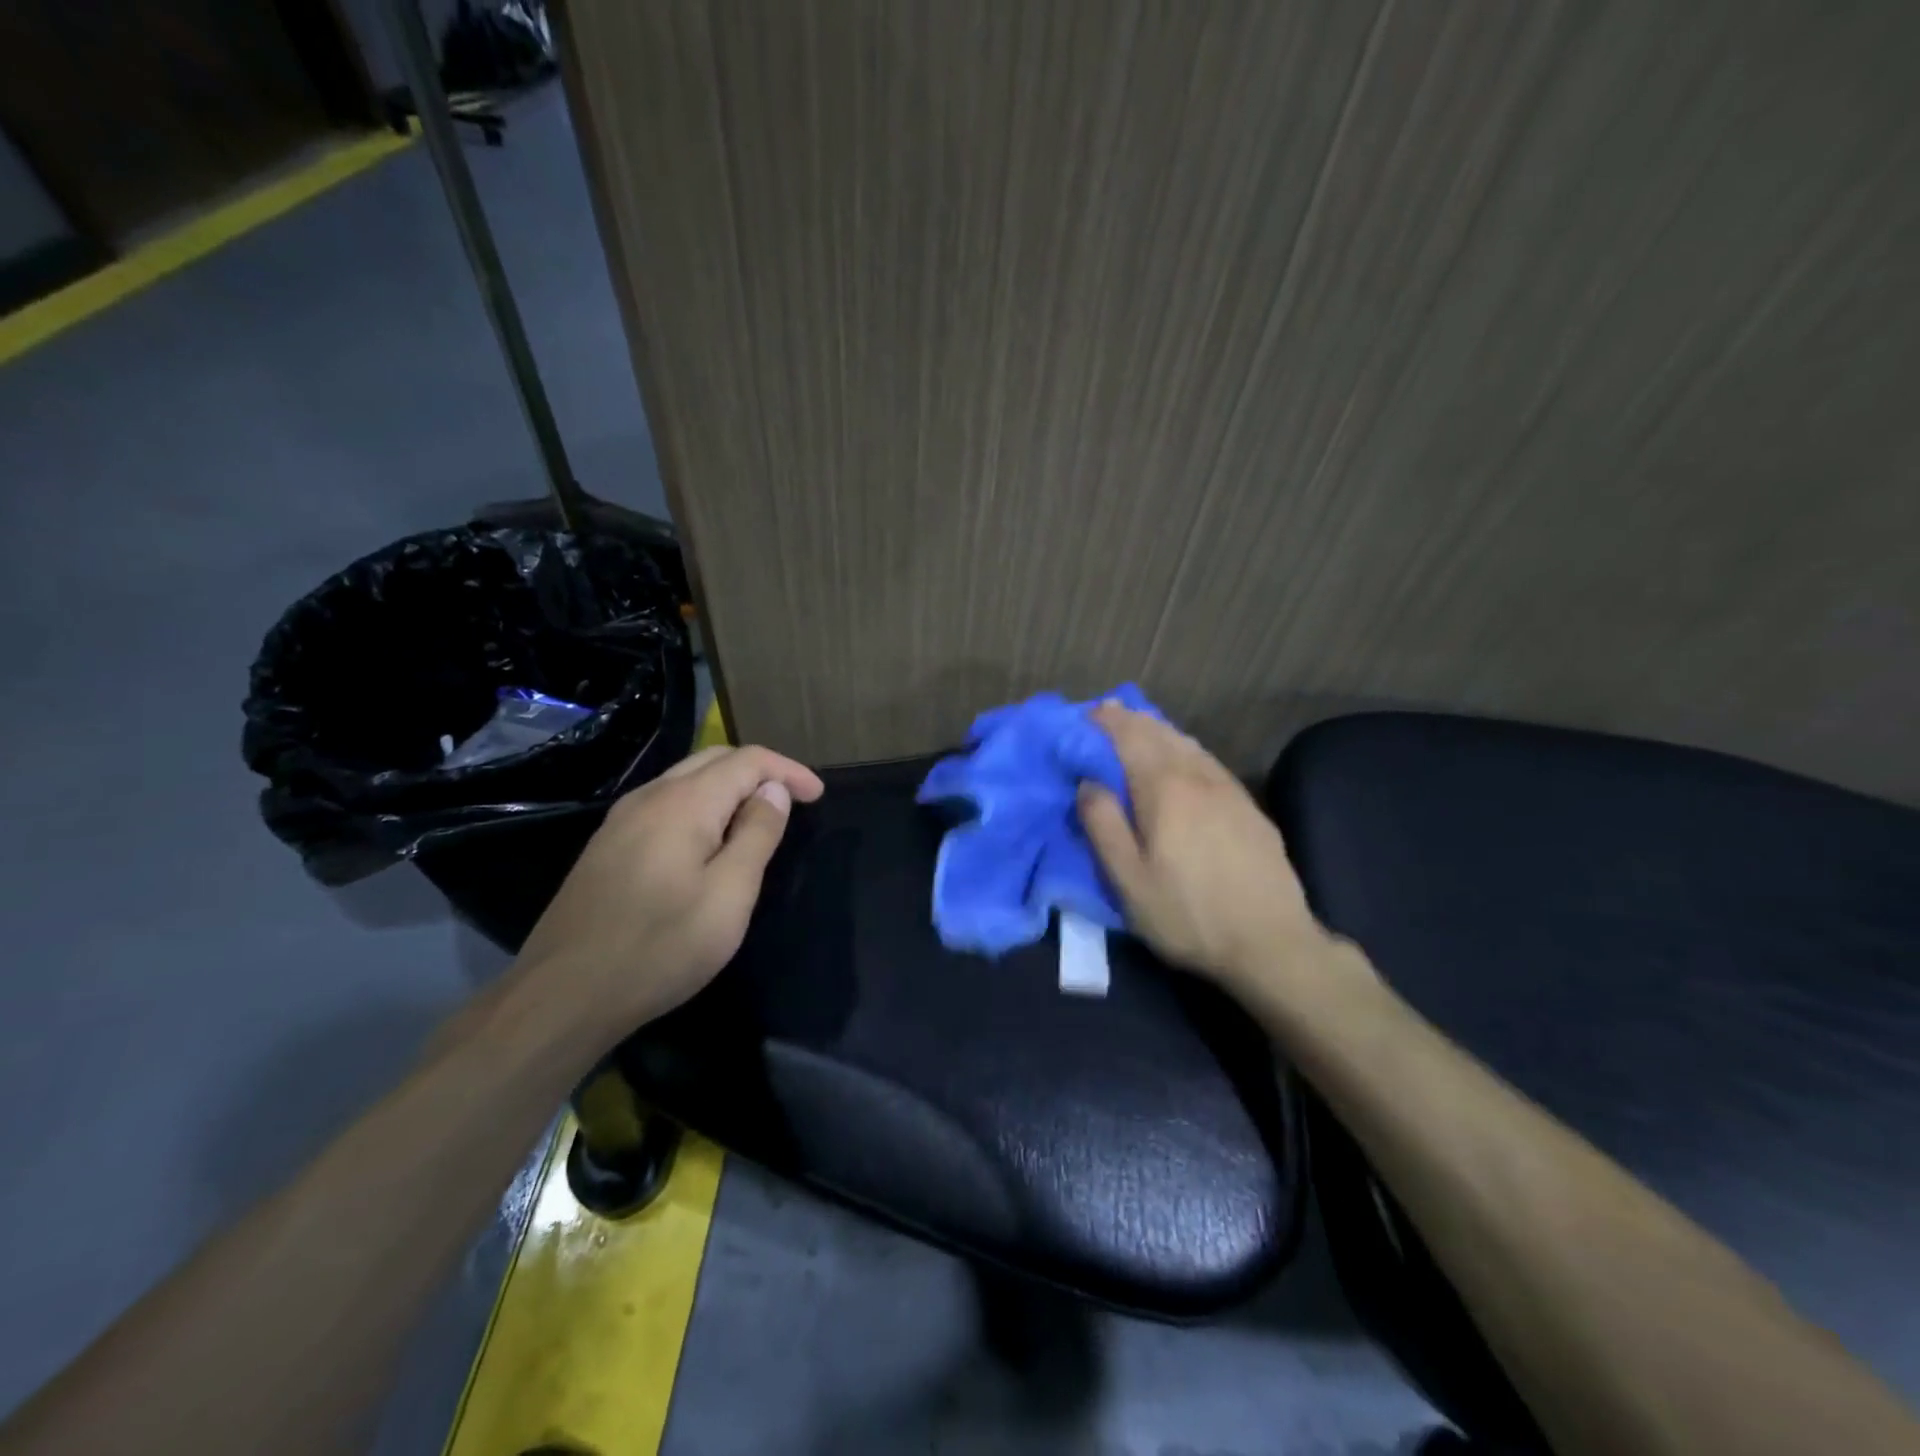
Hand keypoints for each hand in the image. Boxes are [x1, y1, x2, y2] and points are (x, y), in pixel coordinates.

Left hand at [516, 744, 824, 1033]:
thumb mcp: (729, 894)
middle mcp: (650, 796)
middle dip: (759, 771)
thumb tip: (773, 790)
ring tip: (758, 816)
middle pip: (714, 759)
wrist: (564, 995)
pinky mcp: (607, 845)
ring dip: (729, 786)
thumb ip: (757, 834)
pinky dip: (701, 805)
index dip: (787, 771)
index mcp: (684, 802)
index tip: (819, 796)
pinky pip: (665, 804)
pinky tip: (710, 838)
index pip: (747, 761)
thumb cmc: (661, 946)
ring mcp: (622, 819)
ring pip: (686, 779)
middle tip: (793, 800)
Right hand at [1077, 702, 1341, 995]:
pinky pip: (1208, 760)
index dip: (1106, 721)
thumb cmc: (1188, 915)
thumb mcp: (1129, 880)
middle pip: (1160, 733)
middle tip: (1106, 713)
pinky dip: (1185, 747)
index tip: (1085, 714)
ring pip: (1187, 743)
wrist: (1271, 943)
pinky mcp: (1249, 807)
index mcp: (1164, 789)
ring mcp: (1229, 789)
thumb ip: (1103, 825)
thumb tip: (1088, 781)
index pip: (1130, 737)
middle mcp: (1198, 776)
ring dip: (1158, 729)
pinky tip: (1183, 756)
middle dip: (1130, 719)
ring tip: (1139, 726)